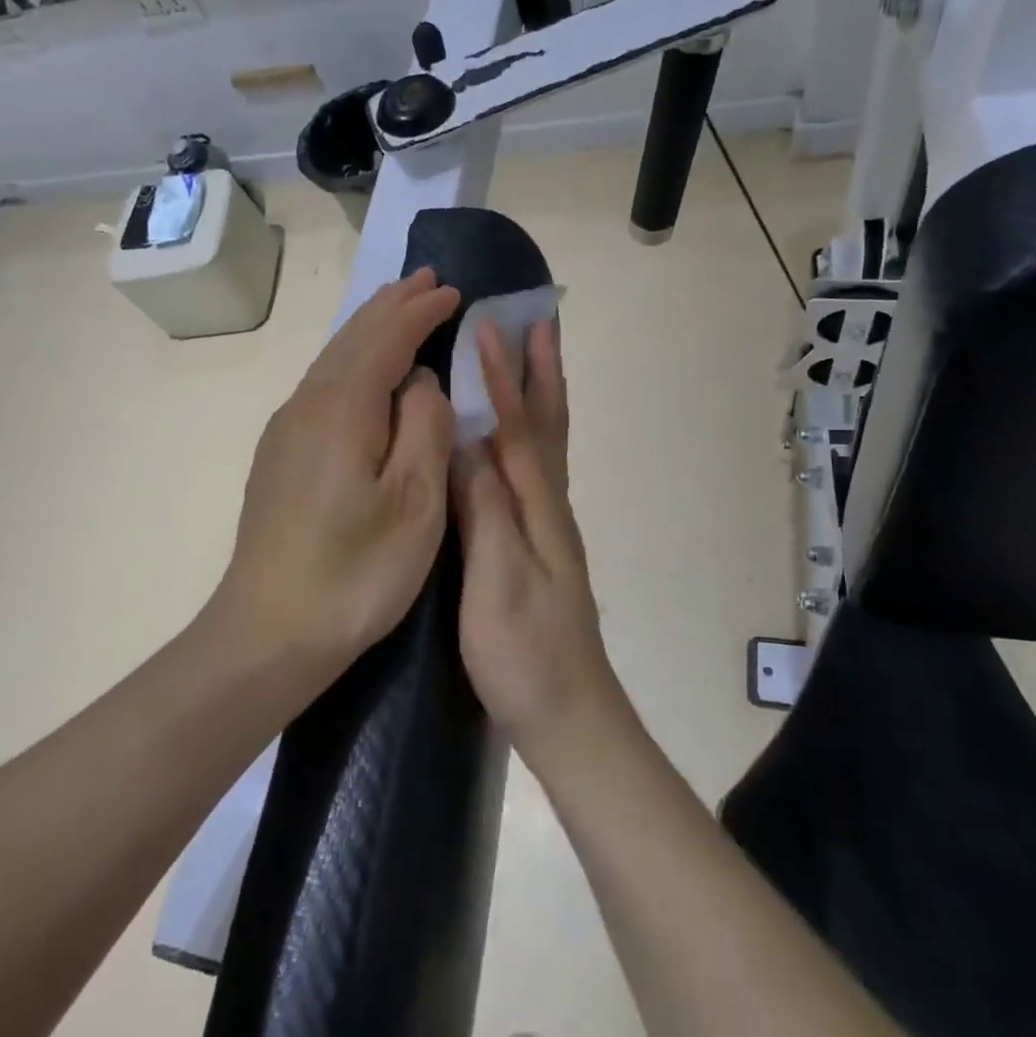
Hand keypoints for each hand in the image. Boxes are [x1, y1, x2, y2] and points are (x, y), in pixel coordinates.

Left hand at [218, 269, 459, 668]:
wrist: (269, 632)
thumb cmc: (355, 572)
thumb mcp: (415, 503)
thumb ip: (424, 428)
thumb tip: (419, 383)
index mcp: (343, 408)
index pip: (387, 338)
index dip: (421, 311)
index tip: (454, 291)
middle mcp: (307, 405)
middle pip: (353, 338)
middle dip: (392, 307)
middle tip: (426, 282)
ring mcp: (286, 431)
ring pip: (333, 360)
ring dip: (369, 331)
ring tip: (398, 311)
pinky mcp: (279, 457)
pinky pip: (322, 386)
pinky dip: (351, 363)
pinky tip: (362, 376)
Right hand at [456, 318, 628, 761]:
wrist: (568, 716)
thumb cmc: (526, 655)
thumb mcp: (498, 582)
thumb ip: (485, 510)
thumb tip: (467, 443)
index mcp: (538, 509)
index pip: (517, 428)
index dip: (503, 377)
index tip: (487, 327)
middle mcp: (550, 506)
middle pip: (547, 425)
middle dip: (541, 371)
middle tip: (539, 320)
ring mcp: (548, 527)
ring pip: (546, 445)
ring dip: (541, 395)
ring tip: (534, 357)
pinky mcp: (539, 546)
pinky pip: (535, 471)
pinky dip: (530, 435)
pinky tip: (513, 438)